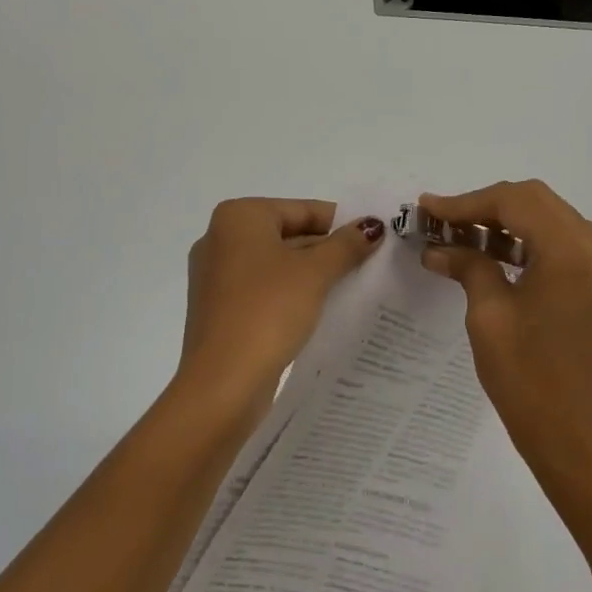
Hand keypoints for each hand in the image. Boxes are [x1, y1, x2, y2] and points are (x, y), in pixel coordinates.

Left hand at [177, 198, 385, 405]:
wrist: (222, 382)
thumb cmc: (267, 311)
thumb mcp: (314, 273)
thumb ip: (345, 245)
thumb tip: (372, 225)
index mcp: (239, 217)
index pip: (302, 209)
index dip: (341, 223)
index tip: (375, 240)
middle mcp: (221, 238)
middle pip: (289, 234)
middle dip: (328, 250)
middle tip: (371, 265)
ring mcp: (217, 276)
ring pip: (277, 264)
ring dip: (313, 275)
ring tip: (355, 288)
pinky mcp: (220, 308)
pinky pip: (264, 290)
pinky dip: (292, 295)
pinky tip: (322, 310)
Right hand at [419, 181, 591, 480]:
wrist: (573, 432)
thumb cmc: (526, 376)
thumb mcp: (488, 314)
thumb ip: (468, 265)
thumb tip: (437, 247)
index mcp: (571, 252)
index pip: (514, 202)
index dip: (466, 202)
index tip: (427, 208)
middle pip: (534, 201)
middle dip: (484, 206)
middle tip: (441, 220)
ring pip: (548, 216)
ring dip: (505, 220)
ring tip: (459, 233)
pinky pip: (561, 240)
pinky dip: (526, 239)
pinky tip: (491, 250)